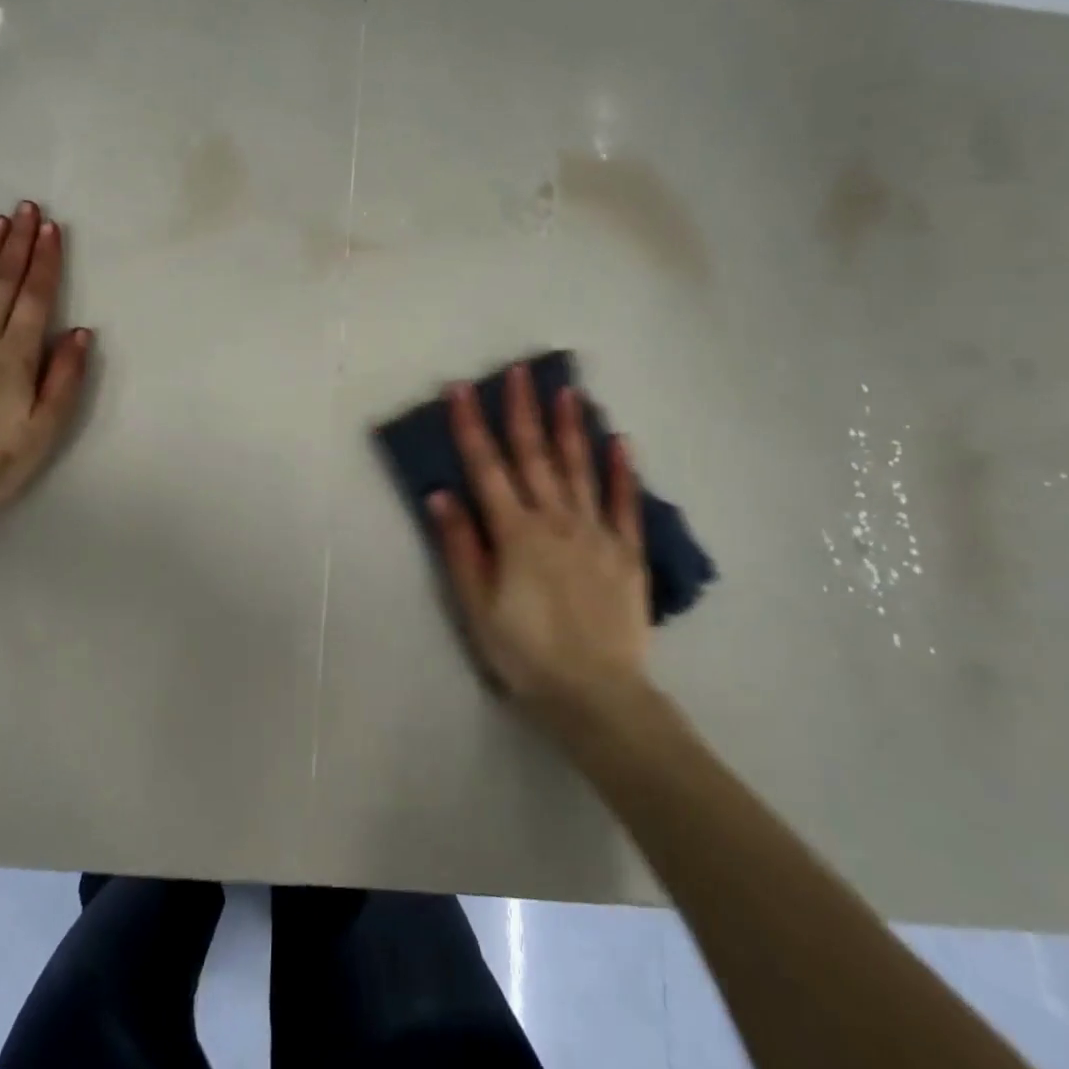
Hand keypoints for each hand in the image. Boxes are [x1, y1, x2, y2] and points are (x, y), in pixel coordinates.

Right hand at [429, 367, 654, 733]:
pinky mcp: (627, 552)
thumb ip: (461, 547)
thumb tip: (441, 494)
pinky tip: (620, 442)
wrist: (597, 697)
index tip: (461, 389)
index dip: (470, 426)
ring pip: (579, 468)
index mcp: (515, 532)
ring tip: (567, 391)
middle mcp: (555, 520)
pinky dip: (620, 471)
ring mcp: (596, 533)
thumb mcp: (477, 607)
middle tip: (520, 371)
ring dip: (571, 427)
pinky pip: (624, 503)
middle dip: (522, 410)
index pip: (486, 467)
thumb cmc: (526, 654)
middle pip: (534, 456)